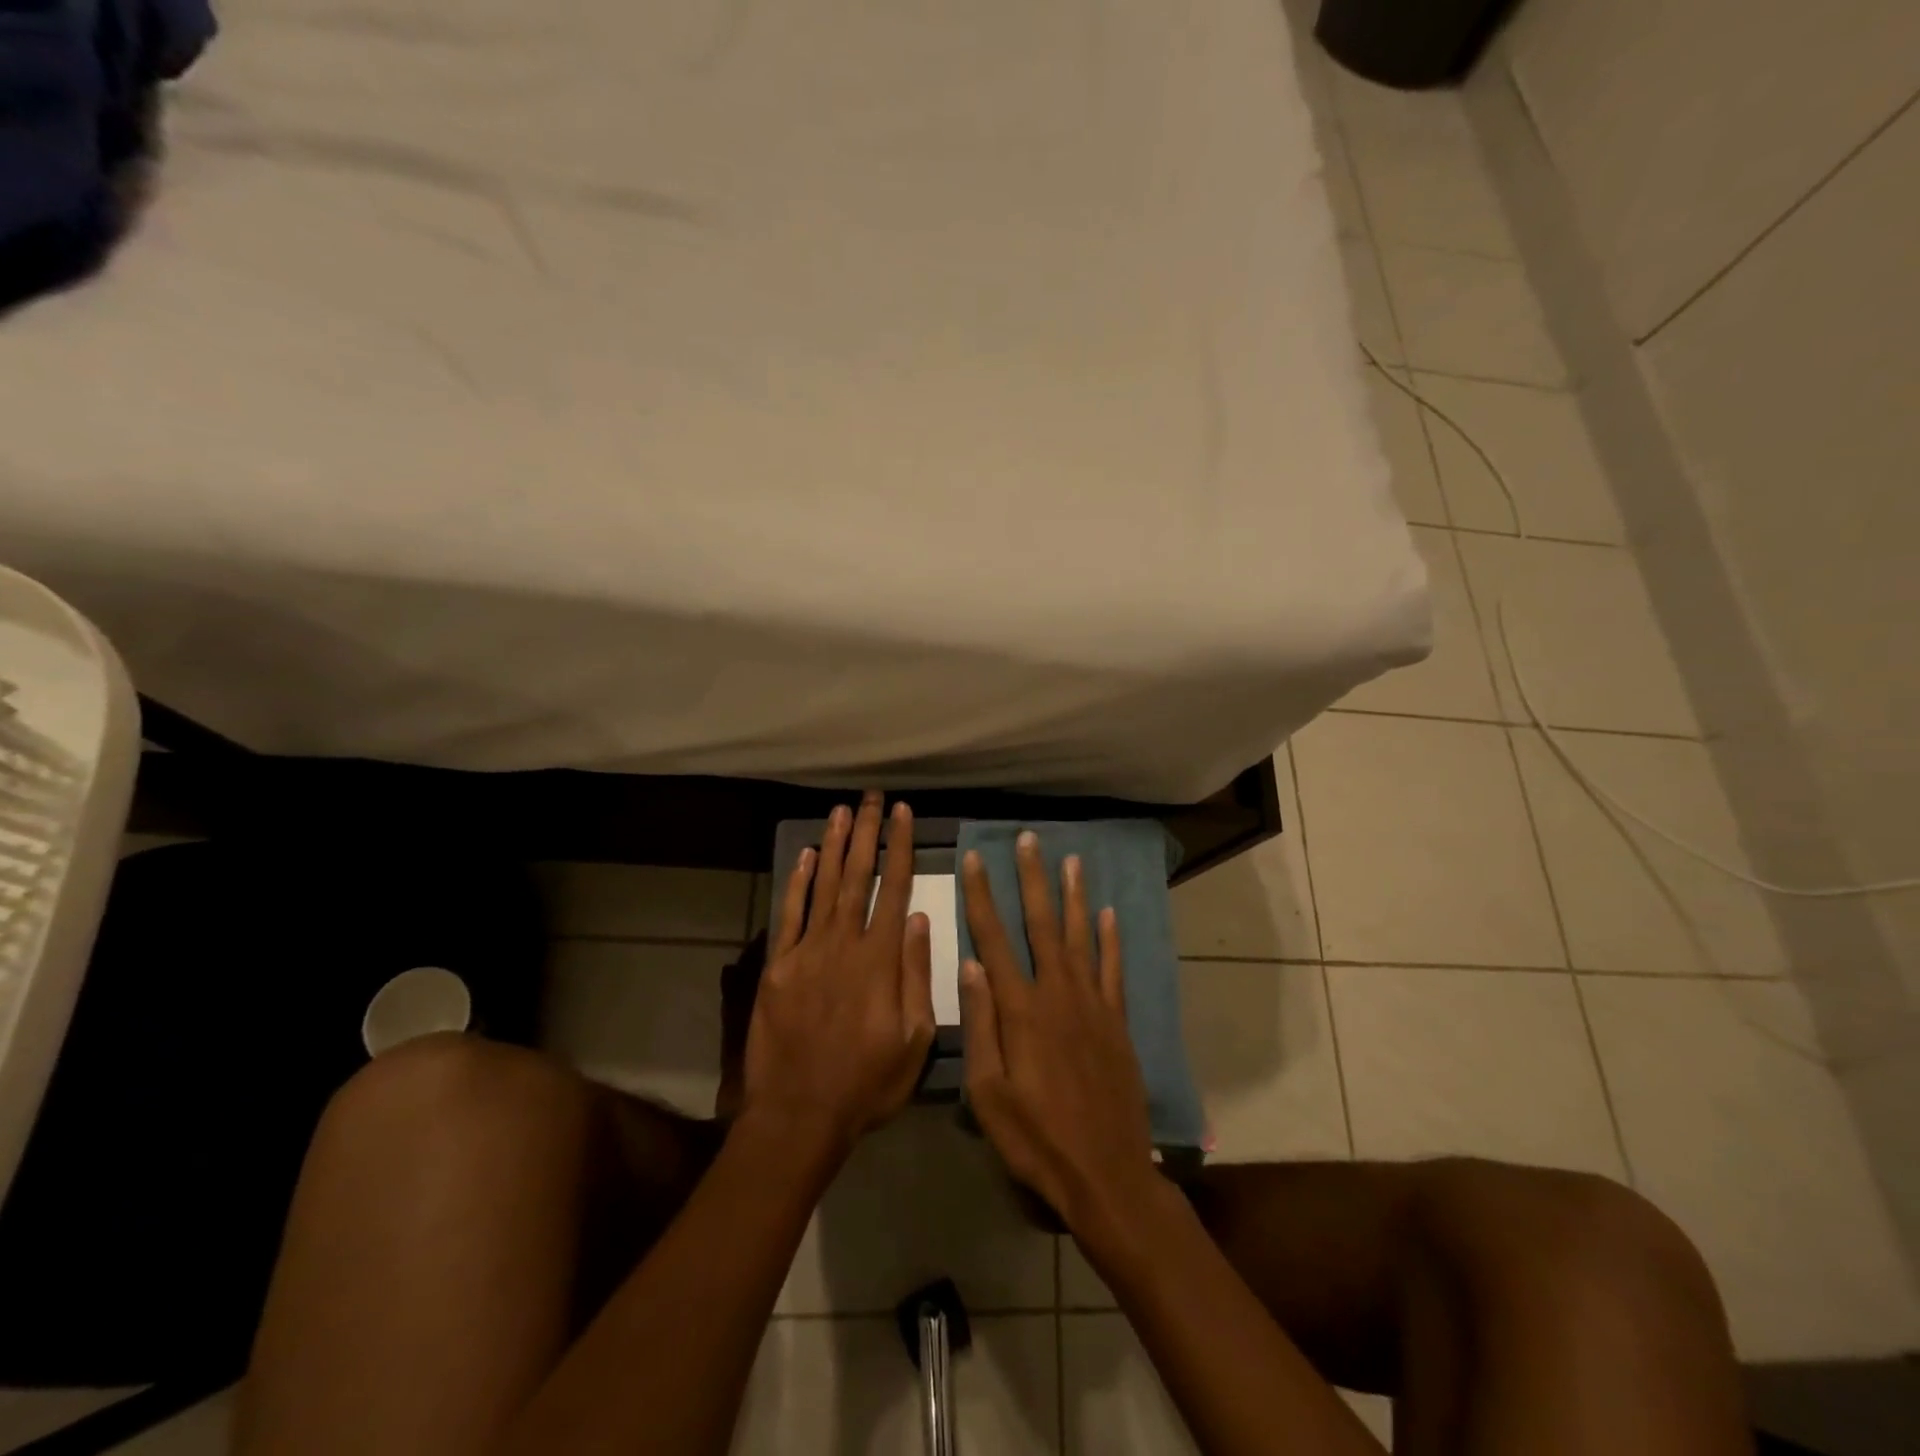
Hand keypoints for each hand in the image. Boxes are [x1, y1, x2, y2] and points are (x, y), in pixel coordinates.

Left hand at [742, 791, 935, 1153]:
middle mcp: (843, 943)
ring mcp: (806, 951)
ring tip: (843, 810)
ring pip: (824, 885)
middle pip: (858, 875)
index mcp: (880, 959)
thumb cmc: (867, 1083)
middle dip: (868, 832)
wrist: (798, 1114)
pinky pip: (789, 914)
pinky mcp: (778, 965)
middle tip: (873, 796)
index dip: (900, 847)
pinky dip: (798, 882)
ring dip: (835, 845)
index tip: (905, 813)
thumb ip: (917, 975)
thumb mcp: (915, 1039)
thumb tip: (920, 919)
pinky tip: (808, 855)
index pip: (894, 888)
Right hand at [961, 833, 1159, 1237]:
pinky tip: (1109, 914)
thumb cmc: (1036, 1139)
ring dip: (1073, 896)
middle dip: (1032, 878)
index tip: (974, 859)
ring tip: (1071, 860)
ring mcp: (1093, 1005)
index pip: (993, 939)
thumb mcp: (989, 1094)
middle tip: (1029, 840)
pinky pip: (1113, 970)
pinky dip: (1111, 939)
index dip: (981, 896)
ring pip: (1081, 937)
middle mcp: (1058, 994)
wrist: (1106, 1175)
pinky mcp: (1117, 1022)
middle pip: (1041, 924)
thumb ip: (981, 1025)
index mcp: (1021, 1010)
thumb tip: (970, 965)